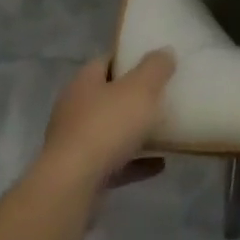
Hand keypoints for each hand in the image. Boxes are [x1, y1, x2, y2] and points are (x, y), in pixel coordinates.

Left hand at [39, 52, 175, 190]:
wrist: (72, 188)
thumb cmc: (106, 127)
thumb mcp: (141, 88)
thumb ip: (155, 68)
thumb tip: (164, 52)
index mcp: (84, 82)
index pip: (107, 61)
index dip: (130, 59)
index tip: (154, 63)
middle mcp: (75, 109)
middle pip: (109, 97)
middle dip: (134, 98)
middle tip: (163, 96)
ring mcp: (75, 144)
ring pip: (111, 132)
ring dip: (136, 132)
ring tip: (166, 131)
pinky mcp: (81, 175)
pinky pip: (114, 163)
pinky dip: (135, 162)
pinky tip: (159, 164)